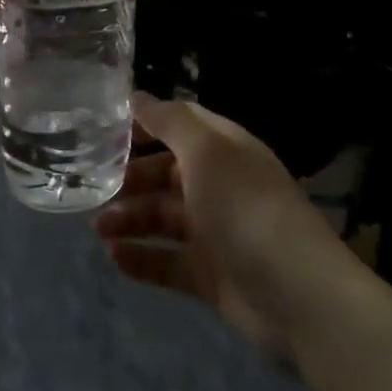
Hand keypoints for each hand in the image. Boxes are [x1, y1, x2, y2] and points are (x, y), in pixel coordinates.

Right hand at [94, 95, 358, 357]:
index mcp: (225, 149)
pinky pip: (168, 261)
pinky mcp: (211, 276)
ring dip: (130, 218)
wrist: (295, 294)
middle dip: (132, 178)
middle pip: (167, 173)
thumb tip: (138, 96)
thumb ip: (170, 122)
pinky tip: (115, 257)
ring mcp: (216, 232)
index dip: (145, 125)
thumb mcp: (207, 152)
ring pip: (164, 218)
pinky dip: (142, 258)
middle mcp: (220, 185)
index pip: (180, 125)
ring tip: (98, 227)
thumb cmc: (245, 208)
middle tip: (95, 187)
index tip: (104, 132)